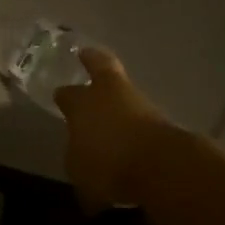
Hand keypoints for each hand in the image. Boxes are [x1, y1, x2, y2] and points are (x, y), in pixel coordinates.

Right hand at [53, 46, 171, 212]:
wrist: (162, 169)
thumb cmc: (107, 165)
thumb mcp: (78, 167)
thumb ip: (78, 153)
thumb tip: (82, 150)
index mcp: (80, 103)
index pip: (67, 95)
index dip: (63, 96)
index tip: (59, 95)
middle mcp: (108, 95)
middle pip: (101, 68)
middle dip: (93, 61)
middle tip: (87, 55)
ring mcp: (140, 104)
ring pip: (124, 92)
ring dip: (117, 97)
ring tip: (110, 105)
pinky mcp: (164, 120)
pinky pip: (141, 116)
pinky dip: (133, 120)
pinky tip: (129, 130)